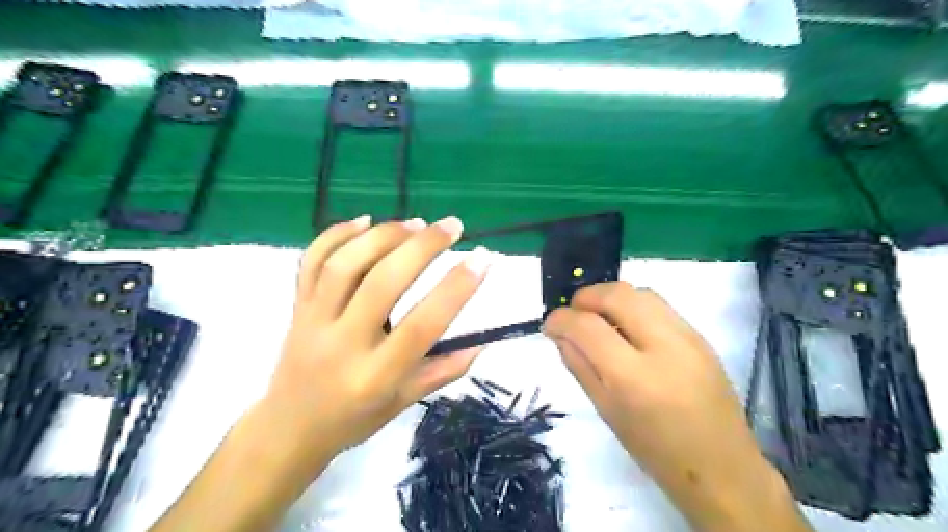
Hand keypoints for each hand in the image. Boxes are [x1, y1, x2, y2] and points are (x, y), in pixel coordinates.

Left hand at [263, 216, 491, 469]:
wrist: (288, 428)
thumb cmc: (353, 419)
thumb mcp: (404, 403)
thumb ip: (444, 371)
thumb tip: (482, 340)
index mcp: (375, 376)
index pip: (421, 327)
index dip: (455, 290)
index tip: (482, 260)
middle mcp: (342, 344)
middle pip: (381, 284)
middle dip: (421, 247)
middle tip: (452, 227)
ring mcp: (313, 321)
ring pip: (344, 265)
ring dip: (384, 236)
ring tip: (416, 223)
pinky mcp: (296, 306)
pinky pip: (311, 261)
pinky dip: (337, 234)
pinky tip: (366, 220)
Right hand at [540, 283, 805, 531]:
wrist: (722, 467)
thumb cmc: (656, 450)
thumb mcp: (607, 411)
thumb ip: (579, 366)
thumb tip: (560, 334)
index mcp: (634, 378)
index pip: (588, 327)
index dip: (561, 319)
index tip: (549, 324)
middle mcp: (664, 347)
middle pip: (617, 295)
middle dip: (585, 297)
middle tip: (573, 314)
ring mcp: (688, 337)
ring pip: (639, 292)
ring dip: (610, 297)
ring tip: (598, 317)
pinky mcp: (700, 336)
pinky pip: (658, 305)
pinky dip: (632, 306)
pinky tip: (626, 327)